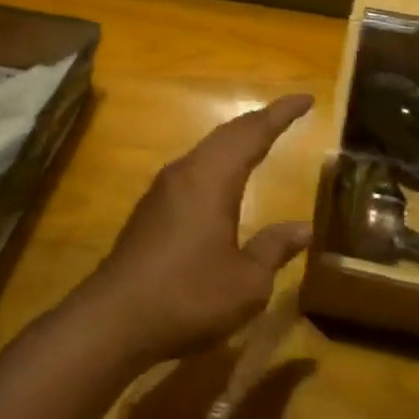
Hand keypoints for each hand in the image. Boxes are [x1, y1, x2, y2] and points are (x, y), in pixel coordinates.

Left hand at [74, 94, 313, 367]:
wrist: (113, 319)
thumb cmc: (188, 296)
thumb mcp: (246, 282)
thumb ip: (274, 249)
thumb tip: (303, 229)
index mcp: (212, 179)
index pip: (253, 133)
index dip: (281, 114)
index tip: (305, 99)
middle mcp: (185, 173)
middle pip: (227, 134)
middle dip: (259, 121)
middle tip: (286, 114)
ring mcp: (162, 190)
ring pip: (206, 150)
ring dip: (235, 140)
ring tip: (259, 140)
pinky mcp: (150, 210)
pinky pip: (192, 170)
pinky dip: (217, 162)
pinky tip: (222, 181)